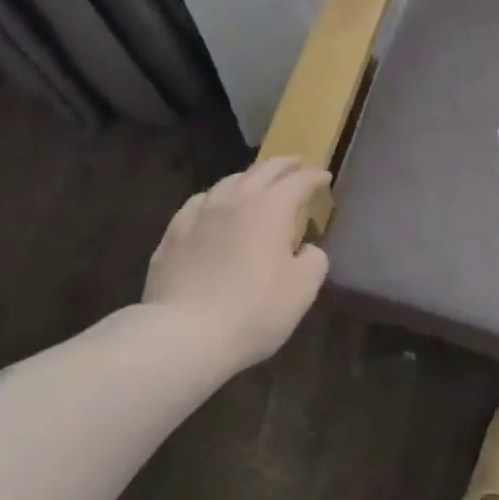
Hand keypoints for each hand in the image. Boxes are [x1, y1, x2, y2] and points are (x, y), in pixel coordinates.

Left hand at [143, 157, 330, 368]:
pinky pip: (199, 203)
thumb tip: (307, 249)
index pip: (299, 181)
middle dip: (283, 165)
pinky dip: (214, 199)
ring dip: (248, 178)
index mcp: (271, 207)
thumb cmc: (253, 310)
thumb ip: (314, 261)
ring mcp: (201, 213)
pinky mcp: (174, 233)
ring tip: (254, 183)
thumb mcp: (302, 290)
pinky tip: (212, 207)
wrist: (184, 334)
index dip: (314, 177)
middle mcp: (236, 199)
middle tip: (295, 164)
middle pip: (263, 170)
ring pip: (228, 182)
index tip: (324, 177)